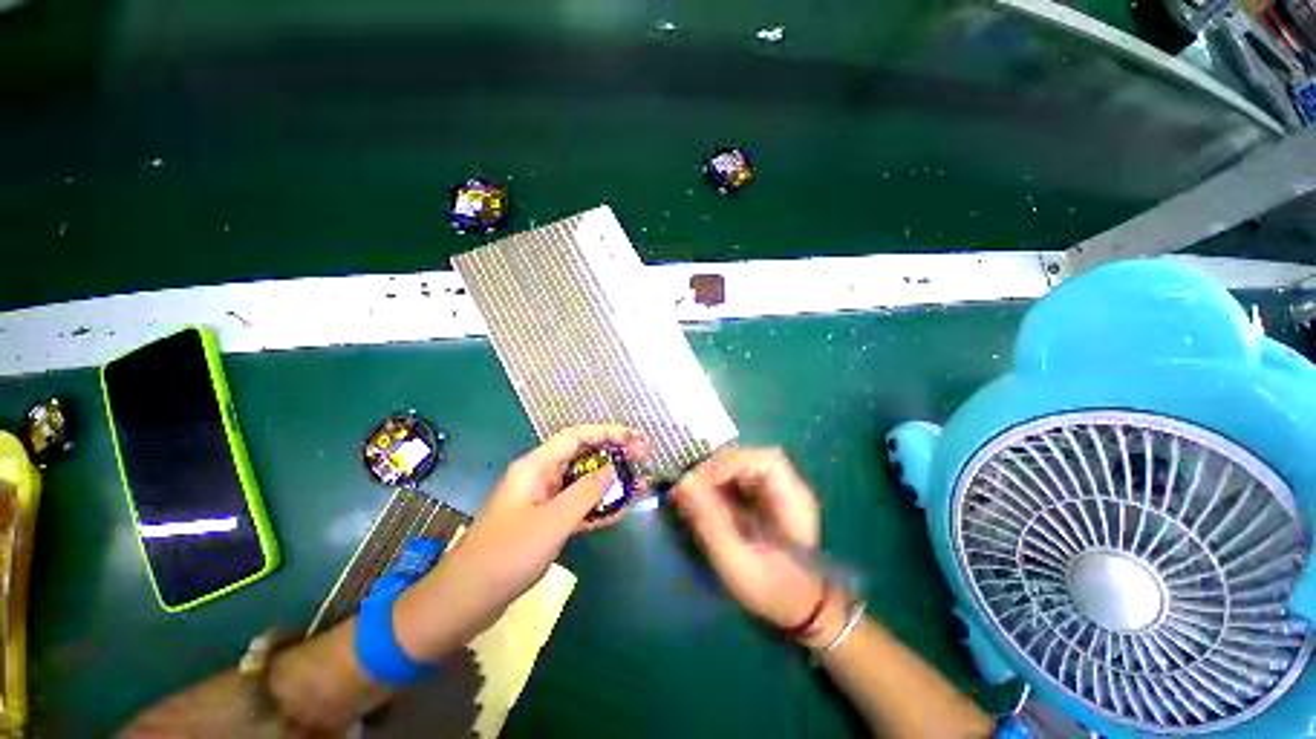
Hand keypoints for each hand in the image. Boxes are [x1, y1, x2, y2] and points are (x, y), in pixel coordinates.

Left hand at [394, 425, 650, 658]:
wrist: (466, 600)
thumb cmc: (507, 554)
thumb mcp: (552, 521)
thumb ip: (585, 493)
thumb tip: (612, 470)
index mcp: (536, 466)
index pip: (576, 436)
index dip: (607, 432)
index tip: (633, 438)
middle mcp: (540, 477)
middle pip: (582, 456)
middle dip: (613, 454)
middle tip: (644, 455)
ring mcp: (543, 500)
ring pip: (582, 482)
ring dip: (610, 481)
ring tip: (639, 481)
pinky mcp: (546, 521)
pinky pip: (577, 506)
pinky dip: (598, 506)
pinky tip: (620, 508)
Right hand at [671, 448, 822, 629]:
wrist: (799, 611)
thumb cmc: (773, 591)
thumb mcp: (737, 563)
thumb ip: (710, 522)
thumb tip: (682, 484)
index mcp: (793, 500)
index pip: (766, 460)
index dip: (730, 463)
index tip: (698, 481)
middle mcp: (787, 487)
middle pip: (749, 458)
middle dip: (716, 468)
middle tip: (688, 488)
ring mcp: (775, 491)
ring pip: (740, 467)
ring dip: (712, 476)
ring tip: (689, 495)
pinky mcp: (763, 499)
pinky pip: (736, 481)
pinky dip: (715, 486)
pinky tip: (700, 502)